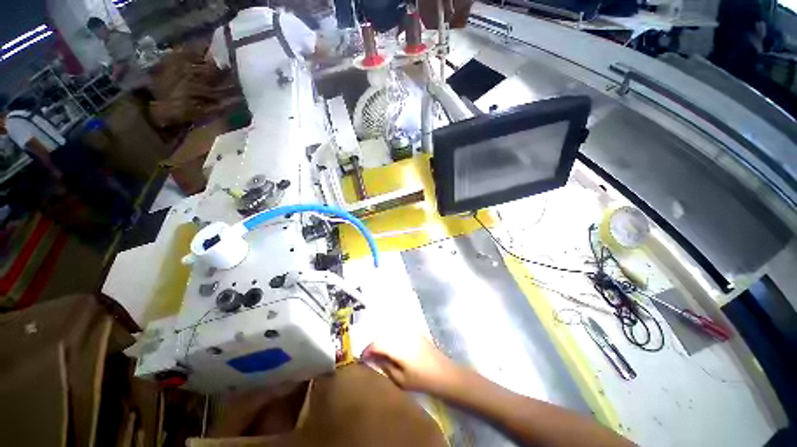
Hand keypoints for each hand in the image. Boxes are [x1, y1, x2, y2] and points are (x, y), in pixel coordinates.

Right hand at [361, 335, 460, 395]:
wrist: (443, 373)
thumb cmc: (421, 379)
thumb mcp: (400, 379)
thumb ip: (385, 366)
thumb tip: (373, 359)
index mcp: (397, 346)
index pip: (376, 344)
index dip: (367, 350)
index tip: (362, 358)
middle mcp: (402, 334)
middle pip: (382, 335)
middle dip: (374, 344)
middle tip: (370, 356)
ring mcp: (410, 331)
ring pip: (390, 331)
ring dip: (383, 339)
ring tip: (380, 351)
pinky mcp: (416, 331)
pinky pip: (399, 330)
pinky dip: (392, 336)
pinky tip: (392, 345)